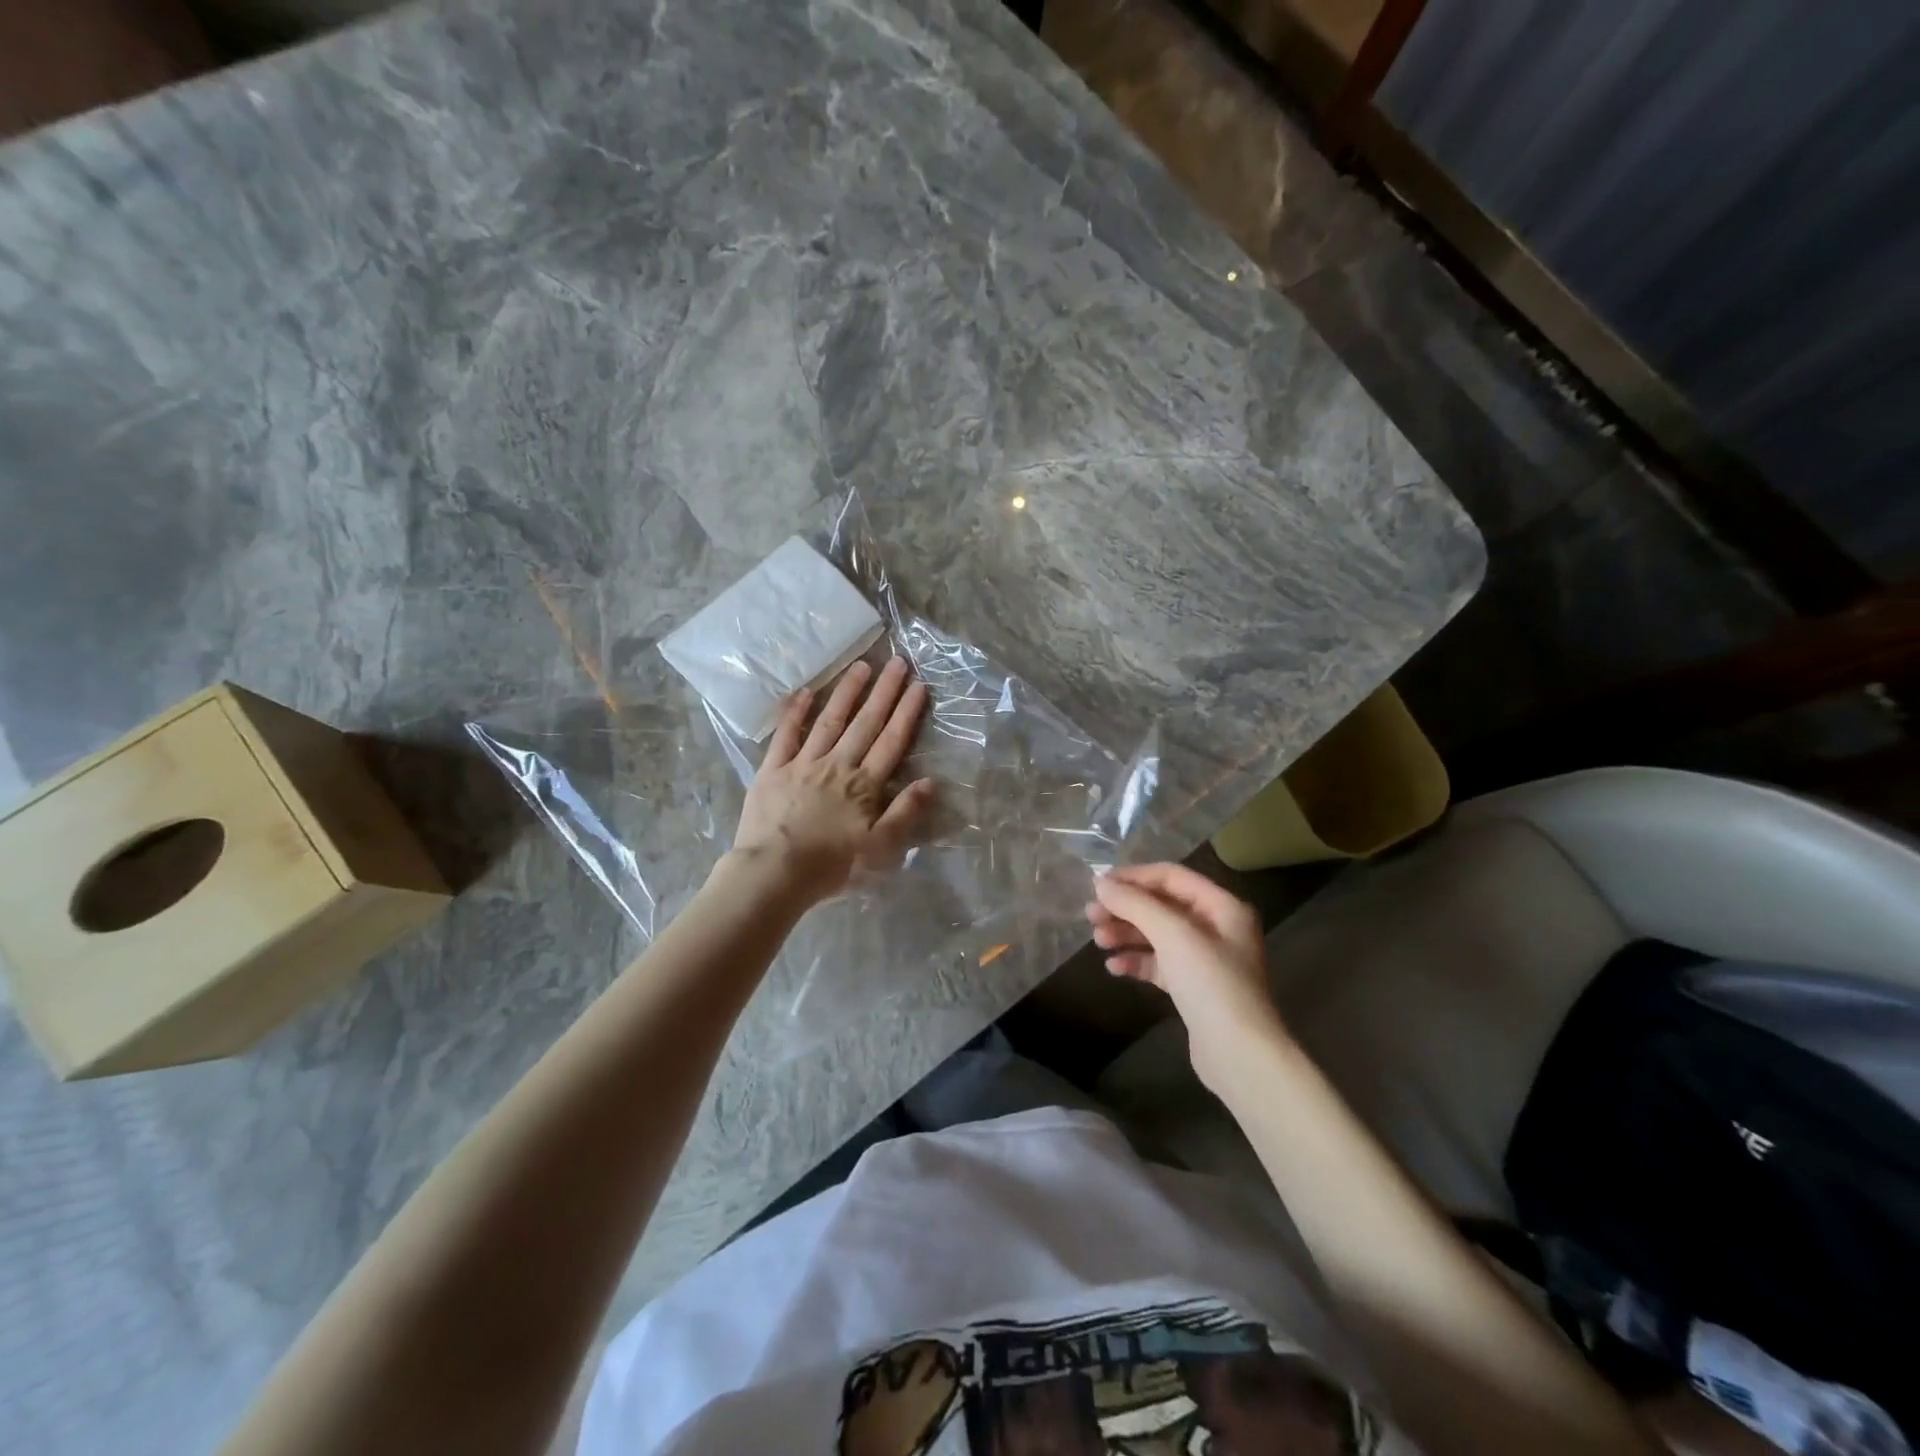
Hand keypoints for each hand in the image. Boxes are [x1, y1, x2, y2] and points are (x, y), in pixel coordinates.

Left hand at [731, 656, 934, 902]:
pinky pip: (786, 735)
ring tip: (861, 665)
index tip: (919, 685)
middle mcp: (837, 765)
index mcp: (864, 785)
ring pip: (829, 721)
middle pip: (865, 723)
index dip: (907, 712)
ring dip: (847, 692)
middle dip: (883, 692)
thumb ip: (905, 813)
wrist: (774, 873)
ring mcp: (803, 763)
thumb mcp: (881, 849)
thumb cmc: (832, 866)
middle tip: (897, 661)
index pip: (891, 741)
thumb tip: (930, 781)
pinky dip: (795, 712)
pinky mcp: (773, 770)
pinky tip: (805, 691)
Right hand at [1086, 863, 1286, 1090]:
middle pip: (1162, 906)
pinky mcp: (1193, 988)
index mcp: (1222, 907)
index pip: (1171, 877)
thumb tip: (1100, 883)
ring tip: (1098, 941)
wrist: (1240, 1055)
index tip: (1098, 885)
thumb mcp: (1173, 935)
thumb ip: (1135, 904)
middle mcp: (1217, 928)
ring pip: (1158, 935)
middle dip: (1126, 908)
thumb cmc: (1211, 984)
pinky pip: (1159, 964)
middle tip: (1091, 915)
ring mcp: (1206, 959)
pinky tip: (1114, 968)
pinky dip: (1136, 961)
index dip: (1134, 877)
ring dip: (1126, 934)